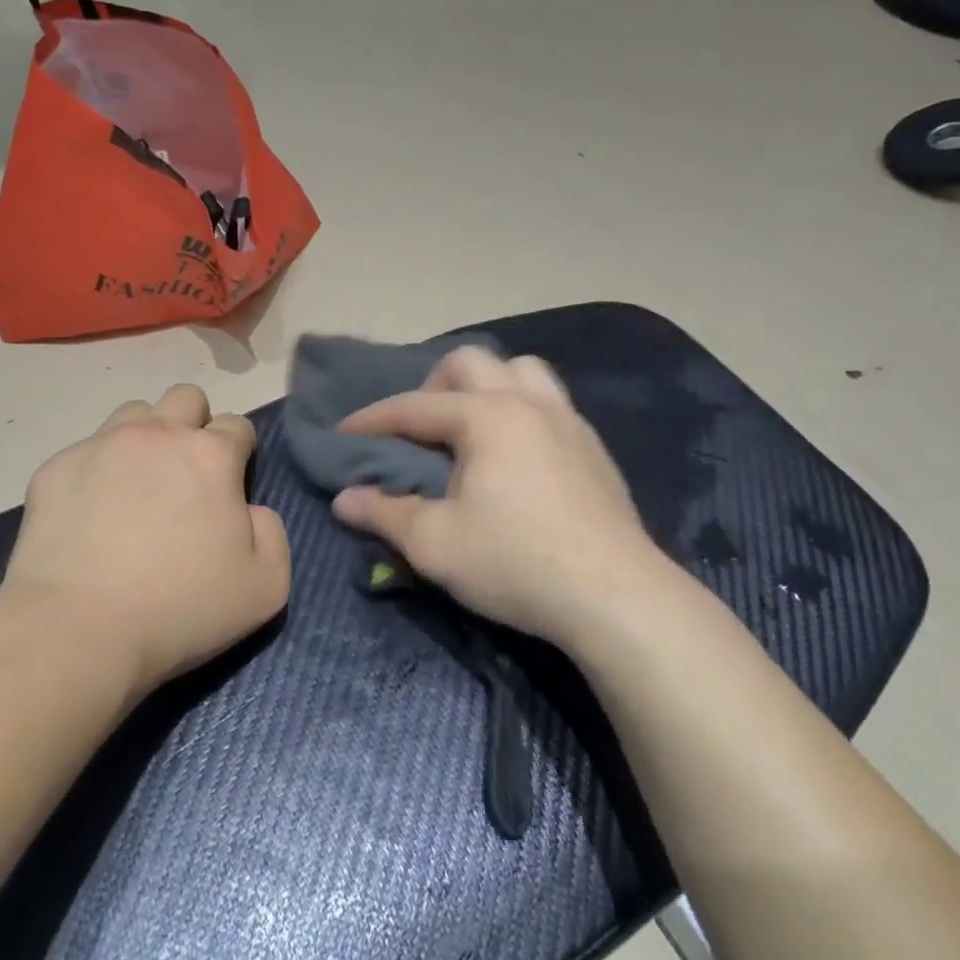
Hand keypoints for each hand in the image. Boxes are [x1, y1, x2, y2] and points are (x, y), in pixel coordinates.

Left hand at [4, 384, 290, 697]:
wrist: (77, 630)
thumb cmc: (180, 608)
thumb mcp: (265, 587)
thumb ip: (273, 535)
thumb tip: (251, 512)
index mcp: (211, 455)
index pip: (237, 425)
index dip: (239, 452)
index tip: (230, 486)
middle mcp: (158, 435)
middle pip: (186, 398)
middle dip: (194, 425)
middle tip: (186, 475)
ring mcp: (101, 445)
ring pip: (134, 414)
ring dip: (145, 438)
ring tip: (137, 486)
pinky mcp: (56, 468)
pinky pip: (85, 451)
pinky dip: (96, 471)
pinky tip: (90, 515)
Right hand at [331, 346, 665, 648]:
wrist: (617, 597)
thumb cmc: (517, 563)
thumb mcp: (436, 545)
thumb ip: (384, 515)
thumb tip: (343, 499)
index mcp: (486, 416)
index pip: (414, 406)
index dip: (372, 420)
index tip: (343, 434)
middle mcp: (527, 402)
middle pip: (470, 362)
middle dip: (432, 385)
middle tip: (419, 430)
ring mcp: (567, 420)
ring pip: (520, 369)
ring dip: (486, 385)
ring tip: (471, 427)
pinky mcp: (593, 446)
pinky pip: (549, 400)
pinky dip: (520, 408)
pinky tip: (516, 453)